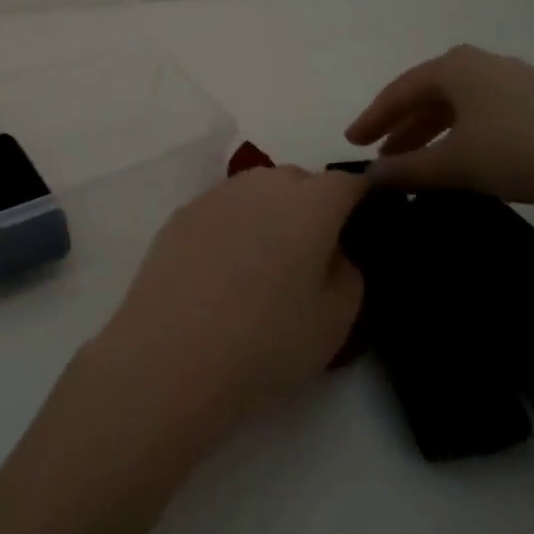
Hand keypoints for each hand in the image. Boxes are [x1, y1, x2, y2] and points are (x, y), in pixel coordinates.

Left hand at [85, 167, 366, 449]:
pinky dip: (233, 227)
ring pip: (257, 190)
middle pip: (299, 181)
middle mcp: (263, 184)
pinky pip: (223, 208)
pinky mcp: (182, 212)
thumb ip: (348, 273)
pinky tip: (223, 269)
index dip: (360, 201)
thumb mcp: (336, 321)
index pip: (347, 183)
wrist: (173, 351)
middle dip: (312, 207)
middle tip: (311, 255)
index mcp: (309, 203)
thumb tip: (333, 251)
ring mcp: (218, 194)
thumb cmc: (267, 340)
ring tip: (264, 263)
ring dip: (269, 213)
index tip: (361, 227)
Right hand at [346, 45, 533, 221]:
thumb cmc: (521, 148)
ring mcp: (516, 80)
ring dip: (435, 134)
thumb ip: (409, 169)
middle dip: (403, 128)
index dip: (373, 118)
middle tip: (384, 156)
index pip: (399, 91)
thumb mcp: (456, 163)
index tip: (351, 142)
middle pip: (429, 96)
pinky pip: (487, 114)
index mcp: (453, 67)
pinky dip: (466, 135)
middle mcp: (481, 64)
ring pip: (460, 107)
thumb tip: (370, 177)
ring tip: (422, 163)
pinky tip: (469, 159)